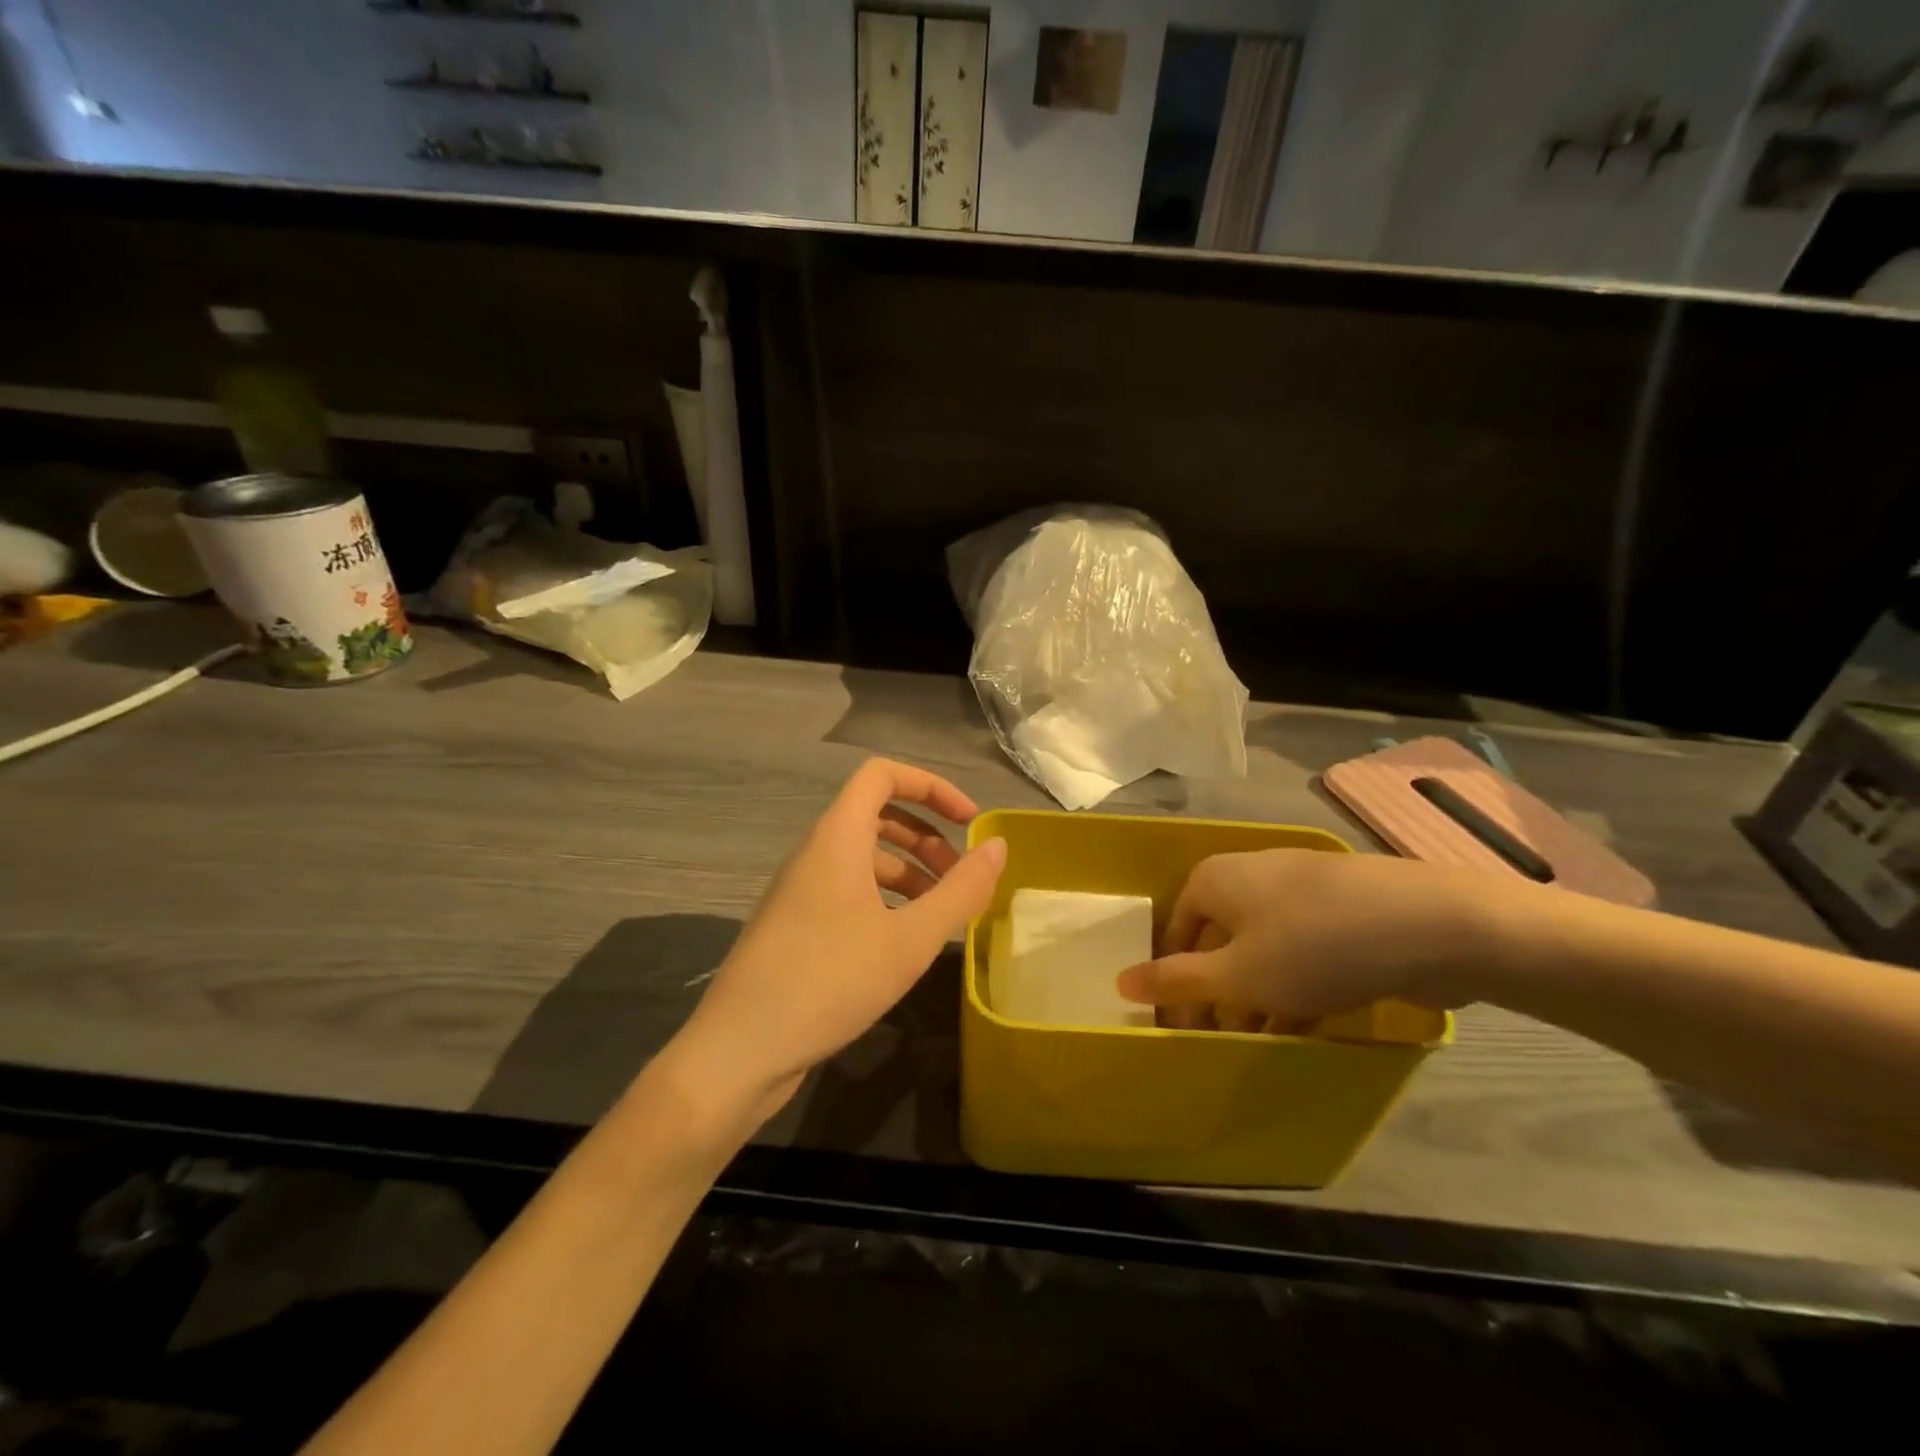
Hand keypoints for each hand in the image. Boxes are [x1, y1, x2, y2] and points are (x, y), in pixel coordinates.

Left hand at [666, 759, 1005, 1124]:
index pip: (882, 775)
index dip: (931, 786)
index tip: (969, 821)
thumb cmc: (829, 981)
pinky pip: (850, 890)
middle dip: (927, 835)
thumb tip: (998, 847)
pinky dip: (887, 899)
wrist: (739, 1050)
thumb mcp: (909, 939)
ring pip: (865, 857)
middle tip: (961, 875)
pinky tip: (909, 940)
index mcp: (837, 837)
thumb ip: (961, 890)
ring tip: (945, 912)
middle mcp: (816, 851)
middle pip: (877, 815)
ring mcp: (802, 888)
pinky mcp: (797, 923)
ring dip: (910, 871)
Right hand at [1115, 849, 1503, 1025]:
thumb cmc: (1314, 947)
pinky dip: (1294, 980)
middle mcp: (1250, 873)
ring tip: (1264, 1040)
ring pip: (1261, 945)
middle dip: (1217, 991)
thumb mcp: (1237, 975)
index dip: (1173, 980)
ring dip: (1256, 992)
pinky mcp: (1342, 904)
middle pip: (1217, 938)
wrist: (1432, 923)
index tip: (1183, 1027)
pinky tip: (1307, 1019)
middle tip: (1222, 1041)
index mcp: (1214, 879)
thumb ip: (1176, 980)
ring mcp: (1300, 885)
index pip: (1175, 931)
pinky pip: (1300, 945)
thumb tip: (1120, 980)